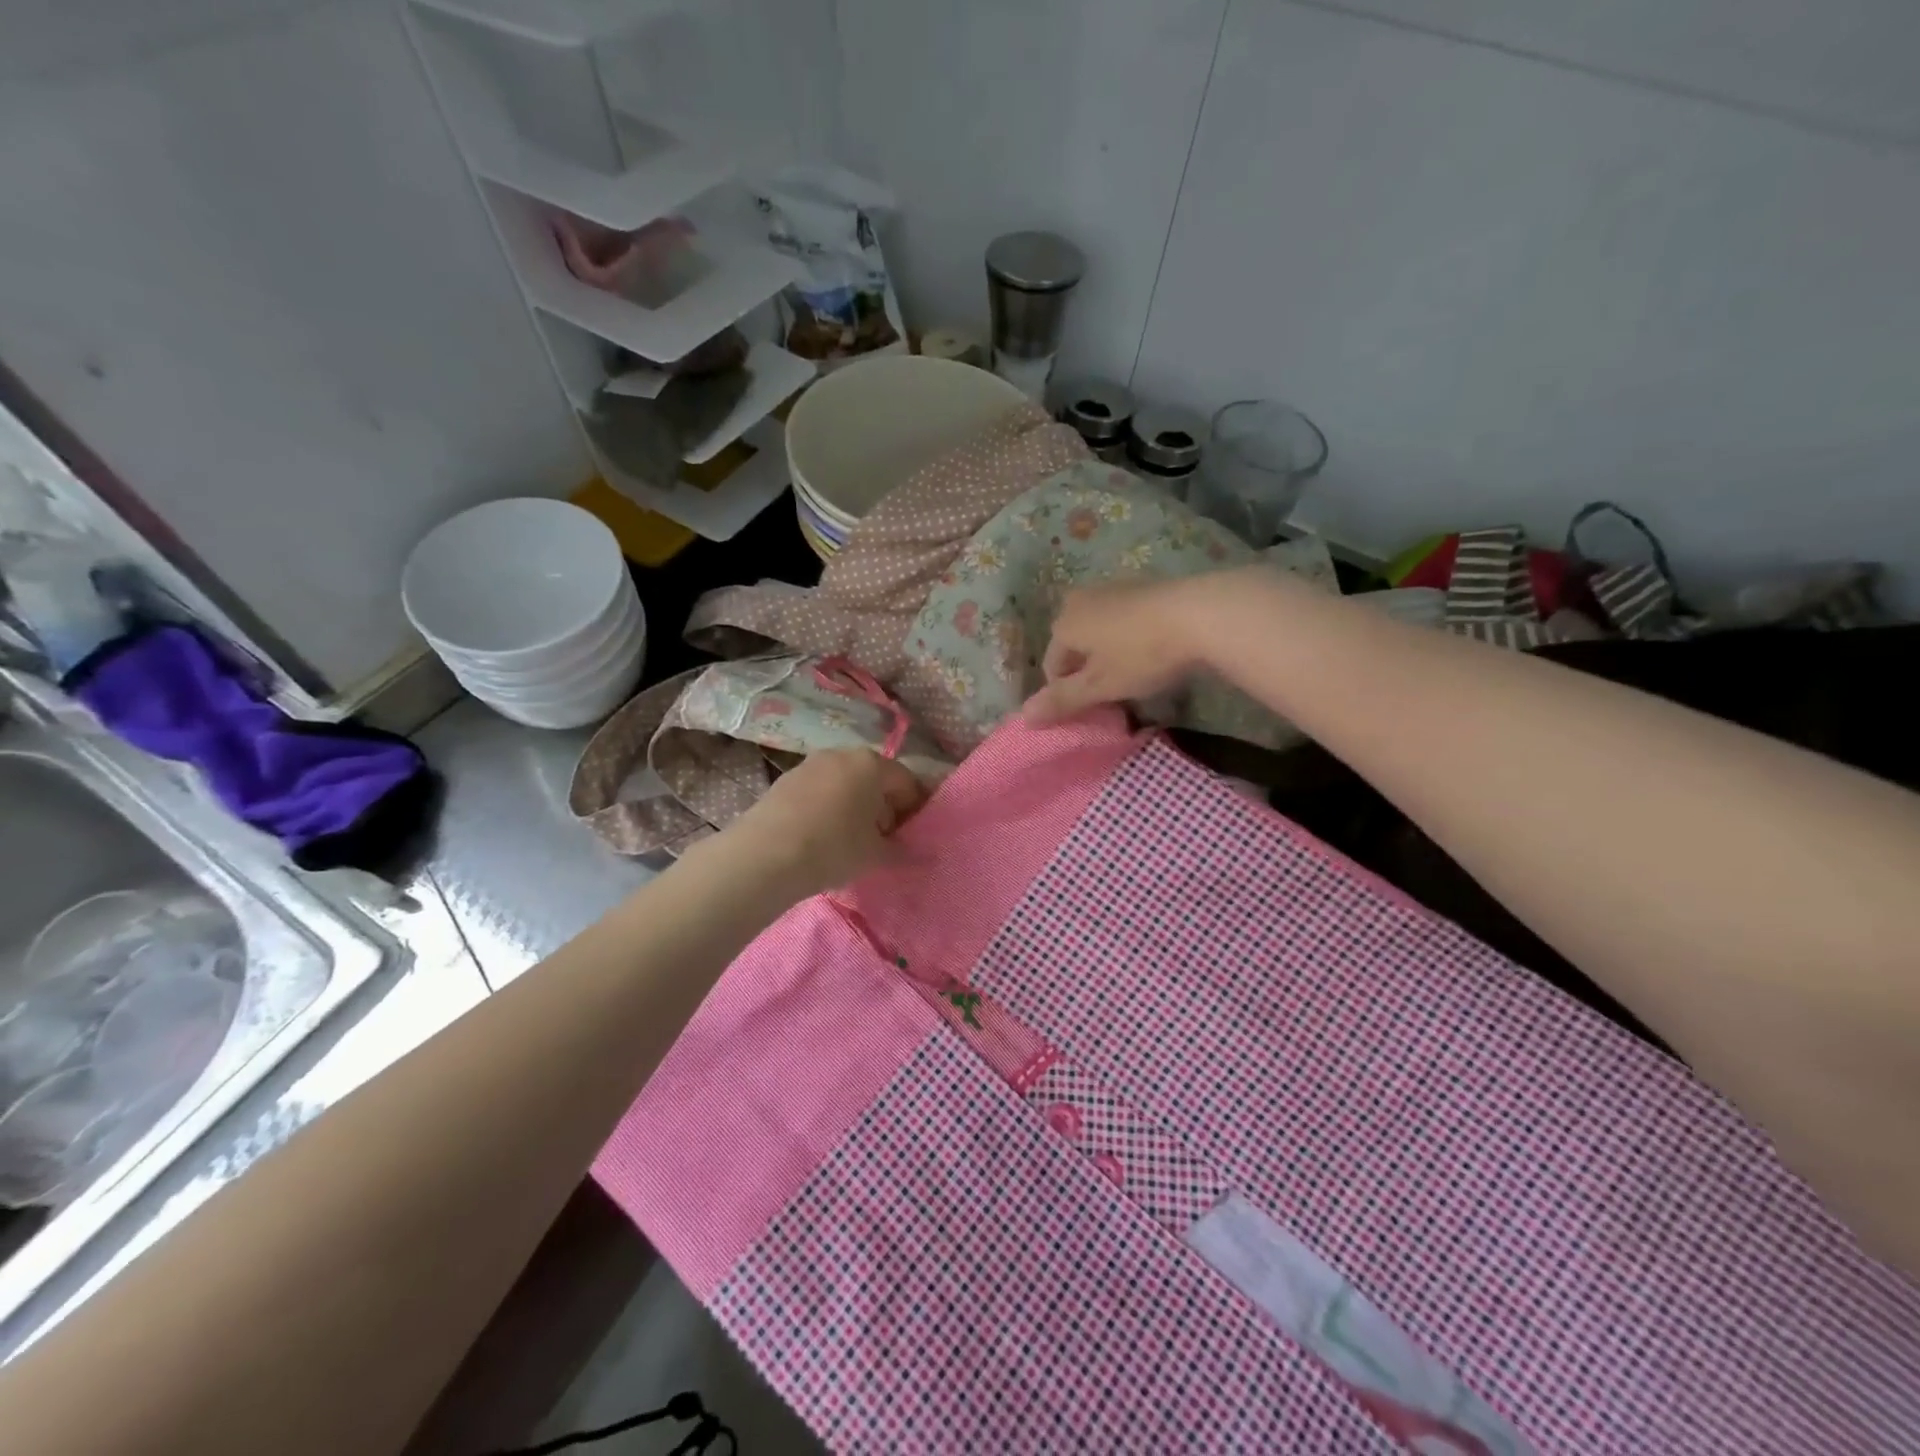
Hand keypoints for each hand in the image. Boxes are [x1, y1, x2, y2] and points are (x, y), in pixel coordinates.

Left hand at [722, 747, 928, 899]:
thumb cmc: (833, 848)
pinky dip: (829, 807)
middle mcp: (842, 754)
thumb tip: (923, 854)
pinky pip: (819, 791)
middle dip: (885, 806)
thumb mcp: (876, 855)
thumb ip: (904, 851)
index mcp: (872, 764)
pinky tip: (823, 836)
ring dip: (855, 806)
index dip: (915, 809)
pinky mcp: (784, 780)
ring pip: (845, 783)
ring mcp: (809, 764)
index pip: (907, 781)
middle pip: (874, 778)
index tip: (913, 835)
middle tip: (885, 839)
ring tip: (852, 840)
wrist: (764, 856)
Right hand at [1023, 573, 1237, 724]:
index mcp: (1063, 624)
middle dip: (1088, 672)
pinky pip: (1124, 620)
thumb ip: (1062, 700)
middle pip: (1074, 647)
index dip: (1068, 693)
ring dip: (1110, 655)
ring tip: (1137, 674)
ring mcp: (1112, 588)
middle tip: (1115, 693)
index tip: (1095, 708)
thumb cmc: (1142, 654)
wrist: (1201, 612)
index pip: (1052, 667)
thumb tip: (1024, 717)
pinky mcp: (1142, 585)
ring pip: (1099, 632)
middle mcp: (1080, 600)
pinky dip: (1130, 637)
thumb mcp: (1100, 685)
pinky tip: (1154, 651)